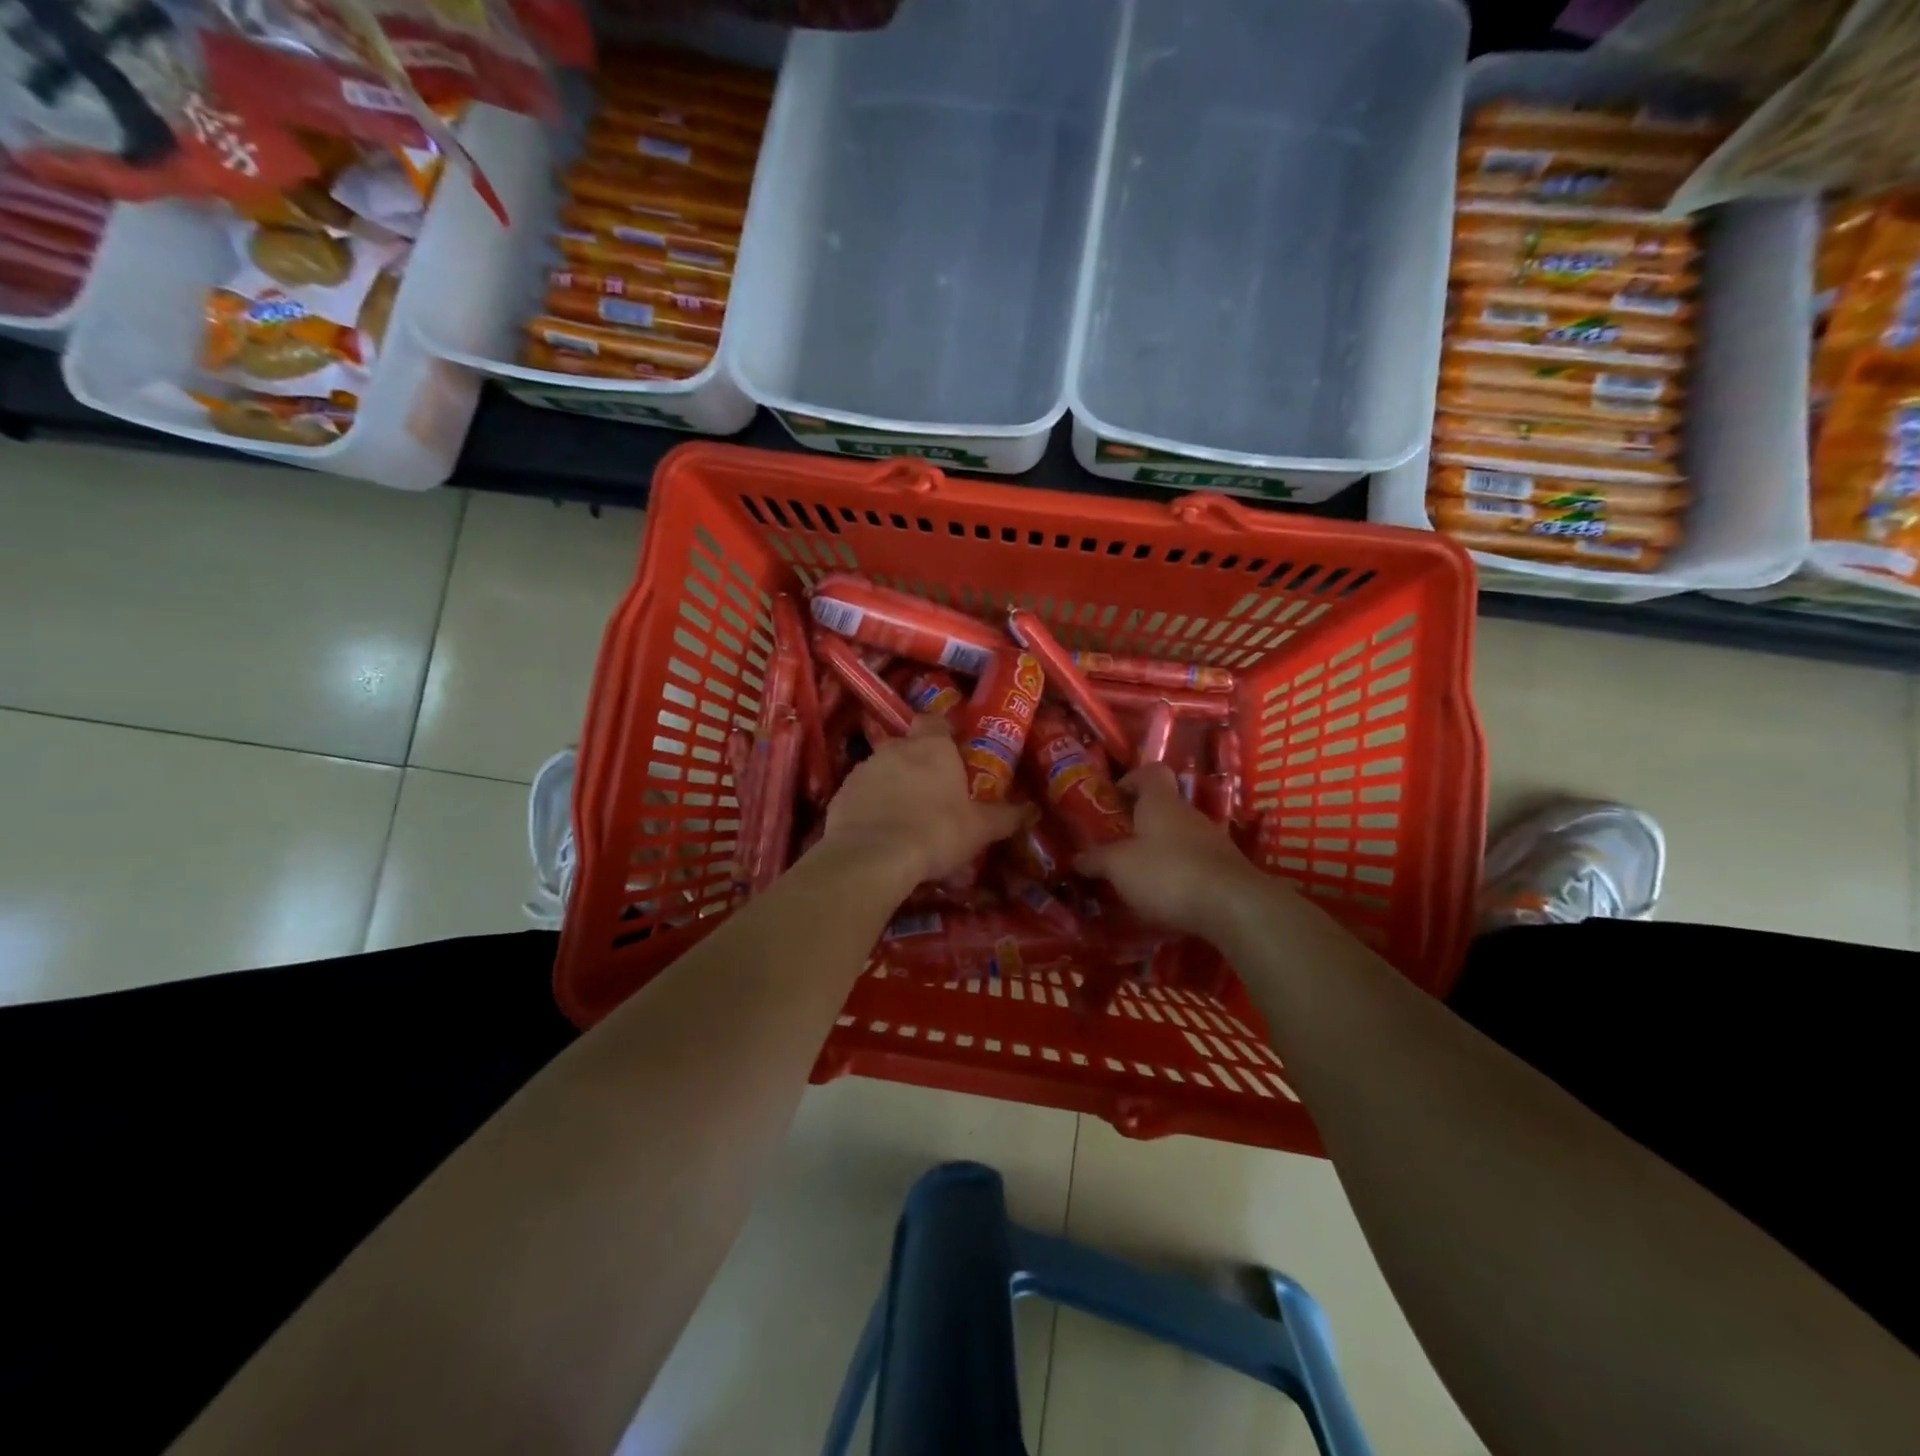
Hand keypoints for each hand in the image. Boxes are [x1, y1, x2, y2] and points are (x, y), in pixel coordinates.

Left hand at [820, 716, 1028, 885]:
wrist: (872, 857)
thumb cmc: (936, 832)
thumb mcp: (980, 829)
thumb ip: (1006, 817)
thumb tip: (1033, 810)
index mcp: (931, 747)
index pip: (935, 722)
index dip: (943, 734)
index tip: (952, 753)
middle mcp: (895, 749)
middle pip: (907, 746)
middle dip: (918, 763)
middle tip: (933, 792)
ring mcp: (863, 769)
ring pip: (882, 769)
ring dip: (892, 785)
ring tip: (905, 818)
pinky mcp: (841, 794)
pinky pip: (861, 794)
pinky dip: (870, 806)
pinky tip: (880, 832)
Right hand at [1076, 764, 1267, 935]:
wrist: (1232, 907)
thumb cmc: (1166, 873)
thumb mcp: (1119, 867)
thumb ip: (1096, 860)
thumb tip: (1077, 858)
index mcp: (1161, 803)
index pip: (1151, 772)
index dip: (1132, 779)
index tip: (1114, 798)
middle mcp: (1189, 814)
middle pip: (1164, 807)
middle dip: (1140, 823)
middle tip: (1117, 844)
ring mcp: (1213, 842)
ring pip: (1180, 837)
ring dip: (1160, 851)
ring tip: (1138, 877)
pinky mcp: (1226, 870)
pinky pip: (1195, 863)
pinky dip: (1179, 874)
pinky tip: (1166, 898)